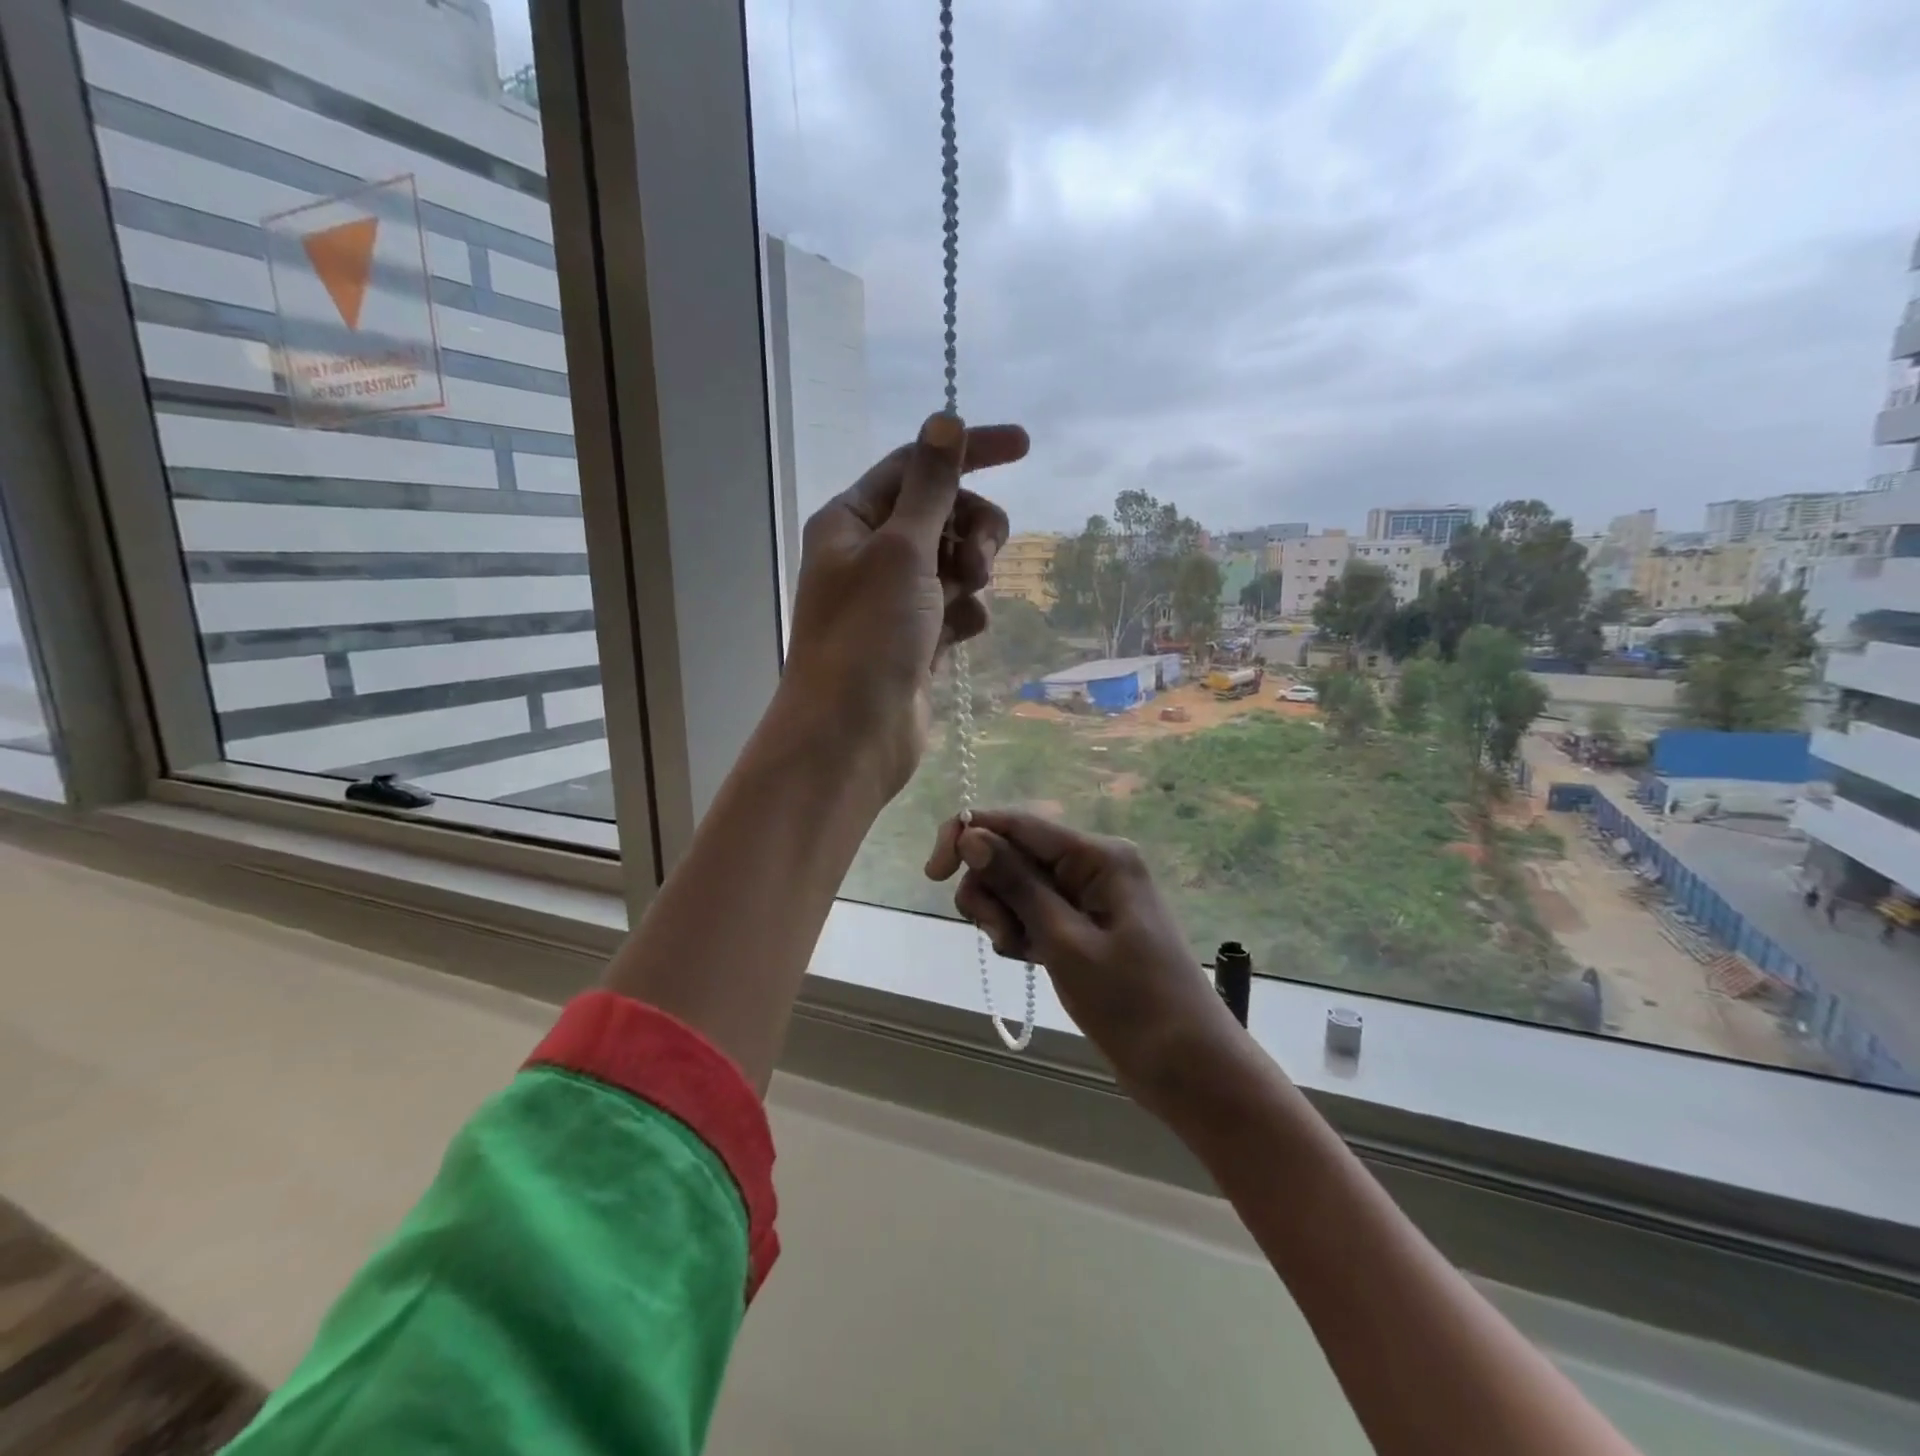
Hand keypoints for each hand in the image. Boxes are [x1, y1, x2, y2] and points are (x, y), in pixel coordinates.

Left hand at [783, 414, 1024, 797]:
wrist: (852, 735)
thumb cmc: (869, 635)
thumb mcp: (902, 549)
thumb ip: (930, 486)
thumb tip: (946, 420)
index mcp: (852, 520)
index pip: (917, 465)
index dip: (970, 451)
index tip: (1025, 447)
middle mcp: (869, 554)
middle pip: (941, 513)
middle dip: (971, 528)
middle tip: (977, 561)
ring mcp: (893, 599)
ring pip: (953, 561)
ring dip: (971, 573)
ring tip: (964, 600)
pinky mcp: (915, 638)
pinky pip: (955, 607)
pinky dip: (965, 614)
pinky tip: (961, 636)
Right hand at [924, 810, 1244, 1101]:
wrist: (1187, 1068)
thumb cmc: (1131, 1004)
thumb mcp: (1064, 941)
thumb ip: (1017, 884)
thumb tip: (971, 834)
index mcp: (1098, 856)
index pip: (1018, 823)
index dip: (968, 835)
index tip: (932, 874)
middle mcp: (1093, 865)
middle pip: (1014, 853)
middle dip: (991, 889)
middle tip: (1000, 936)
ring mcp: (1090, 896)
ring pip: (1019, 885)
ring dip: (1003, 915)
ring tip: (1019, 954)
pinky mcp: (1085, 925)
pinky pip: (1036, 911)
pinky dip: (1021, 931)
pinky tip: (1029, 960)